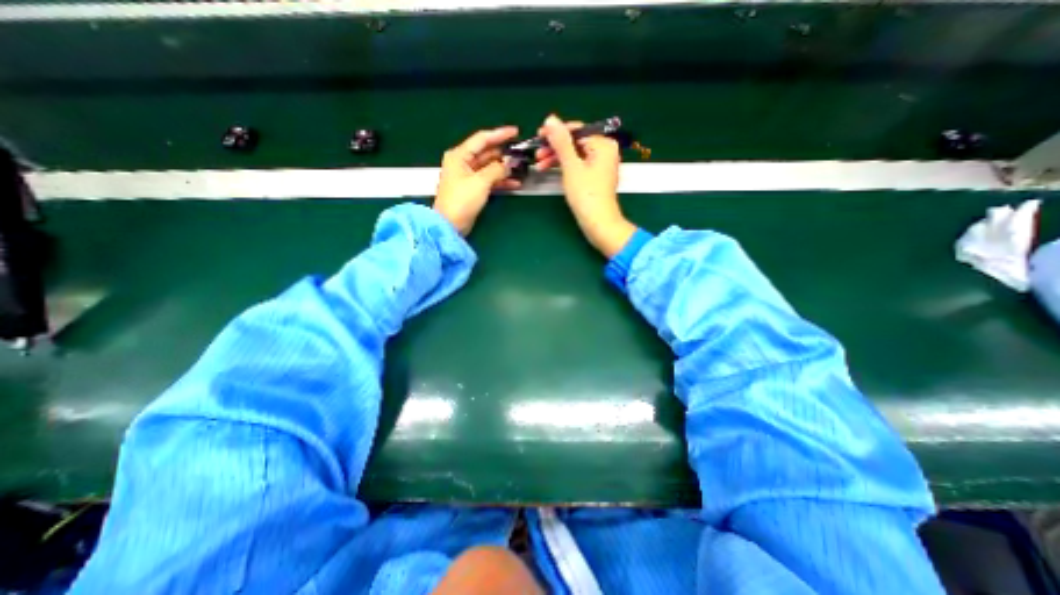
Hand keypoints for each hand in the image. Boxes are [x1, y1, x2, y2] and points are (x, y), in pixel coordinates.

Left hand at [431, 125, 519, 234]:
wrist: (450, 224)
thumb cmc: (461, 200)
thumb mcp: (480, 182)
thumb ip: (496, 170)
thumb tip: (508, 164)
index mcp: (460, 155)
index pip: (482, 139)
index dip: (499, 134)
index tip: (516, 132)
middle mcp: (463, 162)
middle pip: (487, 153)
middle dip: (504, 153)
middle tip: (521, 154)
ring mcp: (468, 176)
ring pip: (490, 167)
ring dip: (504, 169)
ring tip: (521, 169)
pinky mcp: (473, 189)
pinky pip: (489, 180)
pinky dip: (501, 181)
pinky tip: (514, 183)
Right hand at [540, 113, 636, 256]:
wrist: (598, 224)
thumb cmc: (586, 195)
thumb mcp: (571, 166)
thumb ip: (561, 142)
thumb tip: (550, 119)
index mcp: (603, 144)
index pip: (576, 130)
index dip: (556, 132)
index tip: (538, 136)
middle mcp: (604, 151)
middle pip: (575, 143)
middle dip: (554, 148)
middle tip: (537, 155)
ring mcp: (600, 165)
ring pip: (574, 155)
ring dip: (556, 158)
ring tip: (539, 165)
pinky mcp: (594, 177)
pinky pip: (577, 165)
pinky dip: (564, 167)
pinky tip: (551, 170)